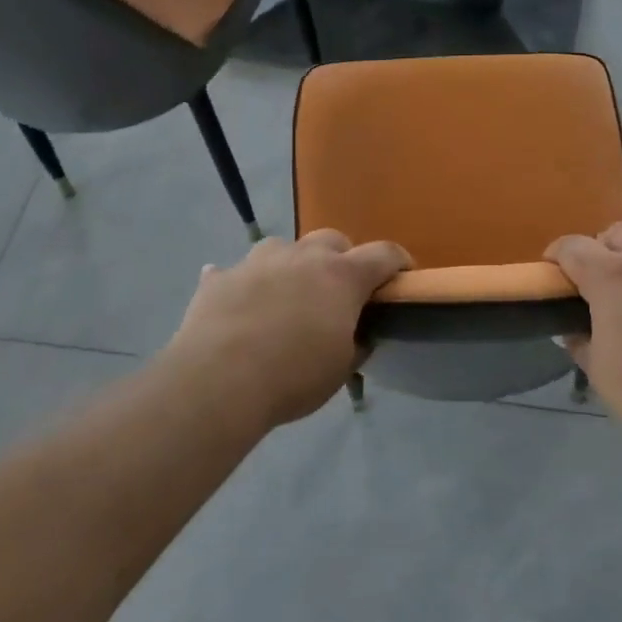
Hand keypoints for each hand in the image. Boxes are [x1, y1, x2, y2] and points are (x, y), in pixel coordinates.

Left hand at [166, 231, 410, 430]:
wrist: (218, 381)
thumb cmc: (293, 376)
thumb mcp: (341, 368)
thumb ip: (355, 343)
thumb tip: (358, 334)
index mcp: (341, 276)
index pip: (383, 254)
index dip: (398, 261)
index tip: (403, 274)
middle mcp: (303, 256)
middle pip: (332, 239)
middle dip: (341, 258)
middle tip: (338, 290)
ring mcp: (257, 262)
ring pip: (282, 247)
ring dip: (291, 264)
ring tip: (286, 293)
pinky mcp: (220, 278)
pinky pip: (233, 272)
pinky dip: (241, 283)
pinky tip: (237, 302)